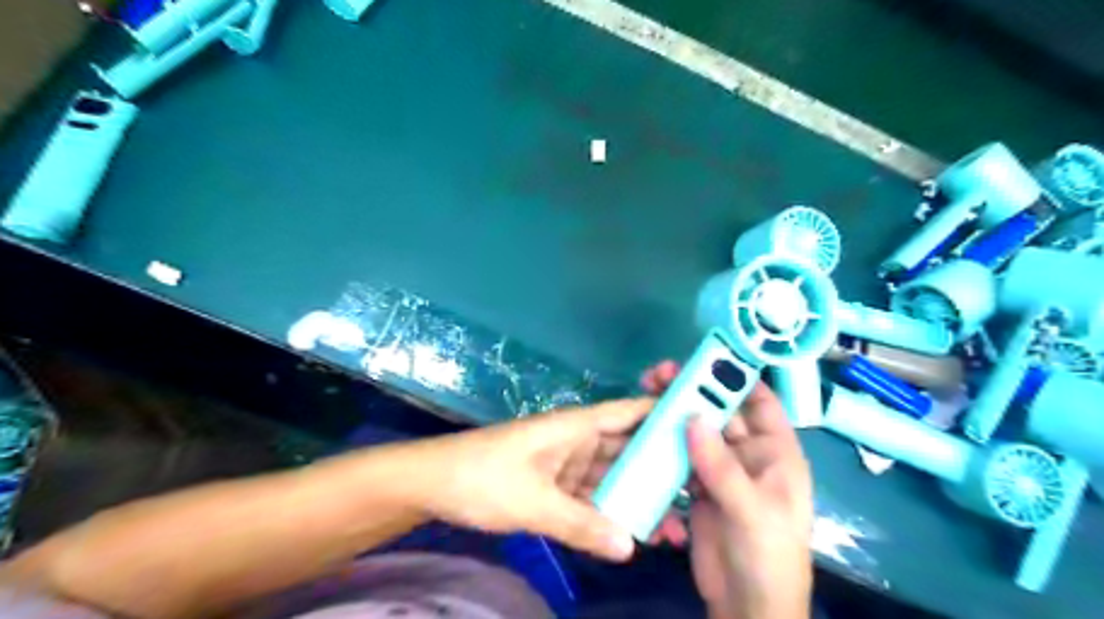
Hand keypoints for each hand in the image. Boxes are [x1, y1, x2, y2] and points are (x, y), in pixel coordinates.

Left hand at [401, 396, 678, 560]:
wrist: (432, 484)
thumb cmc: (483, 477)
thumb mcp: (533, 502)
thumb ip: (581, 525)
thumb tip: (630, 547)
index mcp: (575, 426)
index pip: (628, 412)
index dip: (662, 414)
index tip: (701, 428)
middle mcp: (576, 440)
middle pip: (626, 449)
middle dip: (657, 470)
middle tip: (696, 494)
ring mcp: (565, 463)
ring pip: (610, 476)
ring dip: (635, 496)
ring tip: (671, 523)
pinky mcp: (553, 485)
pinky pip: (590, 496)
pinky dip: (608, 511)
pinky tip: (631, 531)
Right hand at [645, 363, 813, 618]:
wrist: (746, 605)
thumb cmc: (768, 556)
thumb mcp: (752, 510)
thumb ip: (722, 466)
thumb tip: (693, 417)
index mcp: (776, 453)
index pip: (761, 402)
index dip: (738, 377)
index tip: (705, 357)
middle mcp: (749, 454)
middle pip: (720, 412)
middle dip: (692, 391)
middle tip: (660, 373)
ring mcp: (721, 469)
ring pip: (696, 431)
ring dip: (673, 413)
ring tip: (645, 393)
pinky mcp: (697, 485)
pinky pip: (680, 455)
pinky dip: (664, 442)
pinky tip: (644, 430)